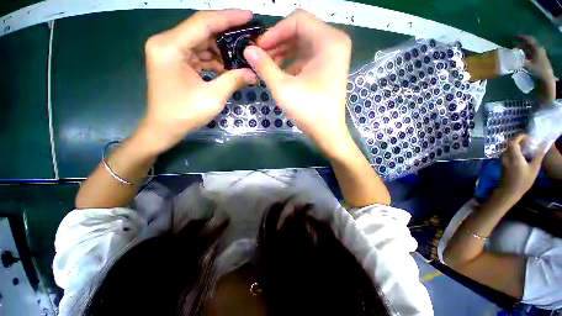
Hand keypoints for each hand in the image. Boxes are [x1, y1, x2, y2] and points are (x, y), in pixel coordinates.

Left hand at [139, 10, 257, 154]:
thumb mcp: (213, 97)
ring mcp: (171, 52)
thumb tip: (253, 73)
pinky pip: (199, 54)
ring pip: (202, 43)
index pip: (203, 22)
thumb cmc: (184, 114)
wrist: (164, 128)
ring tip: (243, 55)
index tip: (249, 16)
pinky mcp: (176, 61)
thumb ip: (233, 80)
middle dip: (228, 36)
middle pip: (203, 31)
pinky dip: (215, 60)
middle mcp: (167, 43)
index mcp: (170, 47)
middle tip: (250, 39)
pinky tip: (229, 67)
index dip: (228, 18)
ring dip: (223, 50)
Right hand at [243, 9, 352, 156]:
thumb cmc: (308, 110)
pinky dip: (292, 63)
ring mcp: (332, 57)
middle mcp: (334, 43)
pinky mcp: (327, 69)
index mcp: (329, 41)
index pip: (298, 20)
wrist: (326, 132)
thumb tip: (248, 50)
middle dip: (277, 43)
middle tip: (260, 56)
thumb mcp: (283, 88)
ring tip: (267, 66)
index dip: (275, 31)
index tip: (259, 47)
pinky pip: (306, 58)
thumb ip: (264, 66)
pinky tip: (280, 73)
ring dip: (283, 53)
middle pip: (300, 32)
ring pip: (302, 45)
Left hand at [499, 134, 545, 195]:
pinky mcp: (502, 165)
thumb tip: (544, 145)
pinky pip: (507, 154)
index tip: (527, 136)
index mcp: (513, 156)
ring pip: (508, 149)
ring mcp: (502, 161)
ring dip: (516, 146)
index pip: (512, 142)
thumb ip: (538, 156)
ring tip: (526, 147)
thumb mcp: (534, 168)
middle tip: (528, 141)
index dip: (519, 137)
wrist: (509, 191)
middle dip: (518, 141)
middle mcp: (506, 157)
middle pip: (510, 145)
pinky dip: (514, 151)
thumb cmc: (523, 180)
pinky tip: (521, 154)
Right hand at [517, 35, 553, 79]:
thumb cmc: (539, 70)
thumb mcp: (529, 65)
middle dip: (522, 45)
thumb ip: (521, 62)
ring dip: (524, 50)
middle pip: (530, 44)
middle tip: (515, 48)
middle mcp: (539, 49)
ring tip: (517, 53)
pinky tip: (522, 58)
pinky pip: (531, 54)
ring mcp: (539, 54)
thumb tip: (512, 60)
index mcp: (537, 48)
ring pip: (530, 49)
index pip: (529, 39)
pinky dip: (526, 54)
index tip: (516, 37)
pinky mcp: (539, 59)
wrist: (547, 77)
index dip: (523, 37)